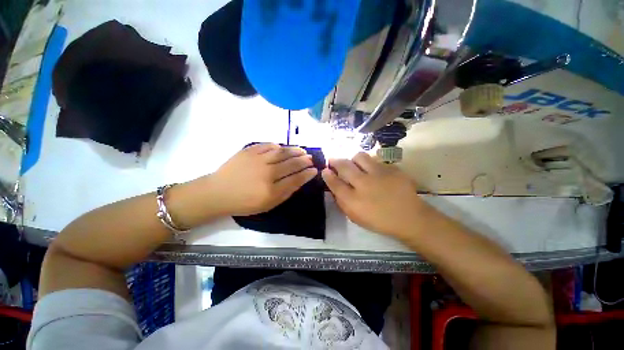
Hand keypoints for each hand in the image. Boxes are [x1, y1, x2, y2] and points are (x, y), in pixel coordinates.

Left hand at [208, 143, 317, 215]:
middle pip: (292, 164)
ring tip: (303, 151)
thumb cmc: (244, 203)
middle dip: (304, 161)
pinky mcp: (249, 151)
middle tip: (311, 159)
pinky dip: (278, 146)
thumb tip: (300, 180)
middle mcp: (267, 173)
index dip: (307, 174)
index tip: (314, 170)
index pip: (296, 179)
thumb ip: (286, 193)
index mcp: (272, 190)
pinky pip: (268, 145)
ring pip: (282, 152)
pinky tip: (283, 148)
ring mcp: (258, 160)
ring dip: (295, 151)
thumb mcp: (268, 205)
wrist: (218, 192)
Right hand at [322, 152, 428, 238]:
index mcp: (353, 200)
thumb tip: (334, 187)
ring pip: (359, 157)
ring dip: (353, 160)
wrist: (409, 217)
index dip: (327, 175)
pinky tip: (373, 171)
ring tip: (354, 164)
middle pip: (344, 166)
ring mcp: (379, 174)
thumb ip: (342, 202)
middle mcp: (364, 184)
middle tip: (333, 160)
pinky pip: (375, 160)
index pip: (334, 183)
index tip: (324, 170)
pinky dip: (370, 164)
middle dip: (335, 161)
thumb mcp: (355, 217)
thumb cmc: (379, 220)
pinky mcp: (391, 168)